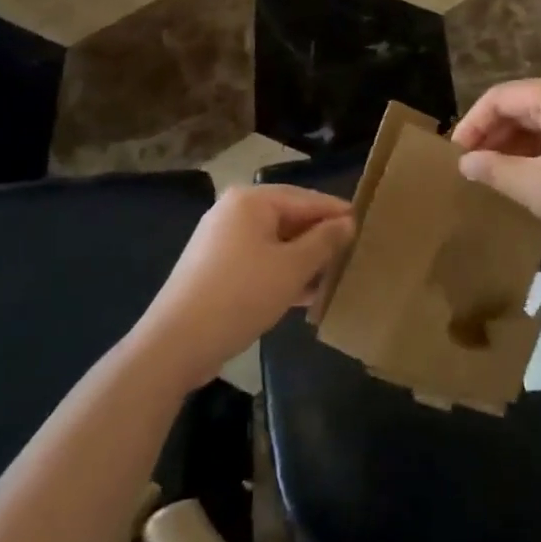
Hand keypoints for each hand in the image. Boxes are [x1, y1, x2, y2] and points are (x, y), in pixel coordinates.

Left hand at [135, 185, 354, 387]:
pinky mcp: (214, 268)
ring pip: (274, 242)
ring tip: (333, 277)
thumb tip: (346, 222)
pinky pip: (258, 260)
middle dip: (319, 238)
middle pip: (288, 217)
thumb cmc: (240, 295)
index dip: (336, 212)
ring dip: (302, 259)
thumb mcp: (291, 268)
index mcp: (251, 200)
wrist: (176, 343)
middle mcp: (234, 211)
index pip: (305, 198)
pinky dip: (280, 272)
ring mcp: (220, 240)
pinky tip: (303, 295)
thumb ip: (323, 242)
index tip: (365, 225)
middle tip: (352, 254)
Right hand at [451, 77, 540, 273]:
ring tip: (498, 172)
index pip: (499, 97)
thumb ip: (494, 170)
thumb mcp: (535, 187)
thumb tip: (465, 162)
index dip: (472, 123)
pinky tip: (534, 173)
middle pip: (523, 103)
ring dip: (517, 141)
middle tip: (473, 164)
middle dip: (494, 132)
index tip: (455, 153)